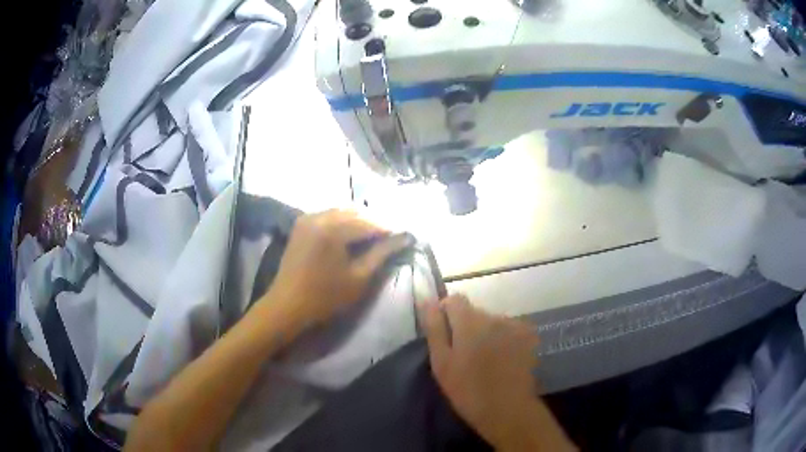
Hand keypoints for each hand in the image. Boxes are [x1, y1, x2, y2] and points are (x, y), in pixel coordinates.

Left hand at [261, 210, 411, 334]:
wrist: (287, 305)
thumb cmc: (325, 297)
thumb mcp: (358, 278)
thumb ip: (381, 254)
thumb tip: (403, 238)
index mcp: (333, 229)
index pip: (369, 223)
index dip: (389, 230)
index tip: (404, 237)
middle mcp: (319, 216)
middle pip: (356, 212)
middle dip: (375, 223)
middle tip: (391, 237)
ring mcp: (308, 218)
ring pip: (342, 211)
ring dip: (360, 221)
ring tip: (374, 236)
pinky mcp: (302, 224)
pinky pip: (329, 215)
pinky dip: (344, 221)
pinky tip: (352, 234)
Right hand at [420, 295, 575, 451]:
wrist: (508, 410)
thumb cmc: (468, 390)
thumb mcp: (442, 363)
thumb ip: (435, 329)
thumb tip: (428, 302)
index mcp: (470, 322)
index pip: (455, 299)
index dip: (446, 313)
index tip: (444, 335)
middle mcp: (495, 317)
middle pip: (474, 311)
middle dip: (465, 327)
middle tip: (462, 355)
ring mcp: (514, 326)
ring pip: (492, 322)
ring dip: (485, 333)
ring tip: (483, 361)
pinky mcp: (528, 337)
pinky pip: (508, 330)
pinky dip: (502, 339)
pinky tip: (501, 361)